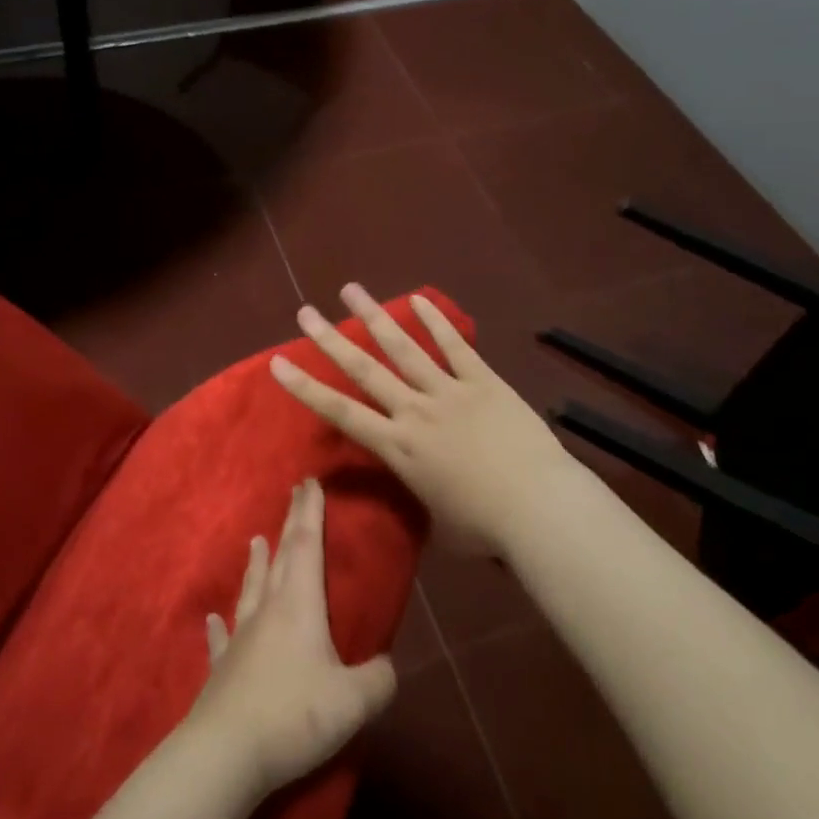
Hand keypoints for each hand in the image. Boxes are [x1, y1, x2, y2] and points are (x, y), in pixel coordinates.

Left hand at [188, 479, 395, 796]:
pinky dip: (221, 625)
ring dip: (257, 563)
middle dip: (291, 523)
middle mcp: (268, 609)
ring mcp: (241, 636)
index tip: (309, 482)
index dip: (311, 513)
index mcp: (299, 605)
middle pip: (281, 557)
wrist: (226, 751)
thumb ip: (378, 681)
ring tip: (256, 540)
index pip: (307, 545)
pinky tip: (214, 618)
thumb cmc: (293, 715)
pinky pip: (223, 638)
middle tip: (294, 493)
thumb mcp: (352, 702)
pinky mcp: (223, 667)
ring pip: (251, 588)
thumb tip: (387, 667)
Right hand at [268, 284, 574, 555]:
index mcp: (399, 447)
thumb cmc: (487, 528)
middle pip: (364, 369)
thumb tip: (426, 498)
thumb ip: (425, 500)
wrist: (539, 508)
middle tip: (305, 312)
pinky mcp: (483, 381)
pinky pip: (455, 346)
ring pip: (403, 347)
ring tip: (351, 290)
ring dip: (374, 317)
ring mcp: (449, 391)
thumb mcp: (441, 525)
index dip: (306, 387)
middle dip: (330, 339)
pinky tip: (418, 299)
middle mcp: (414, 411)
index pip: (341, 413)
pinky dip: (436, 322)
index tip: (279, 363)